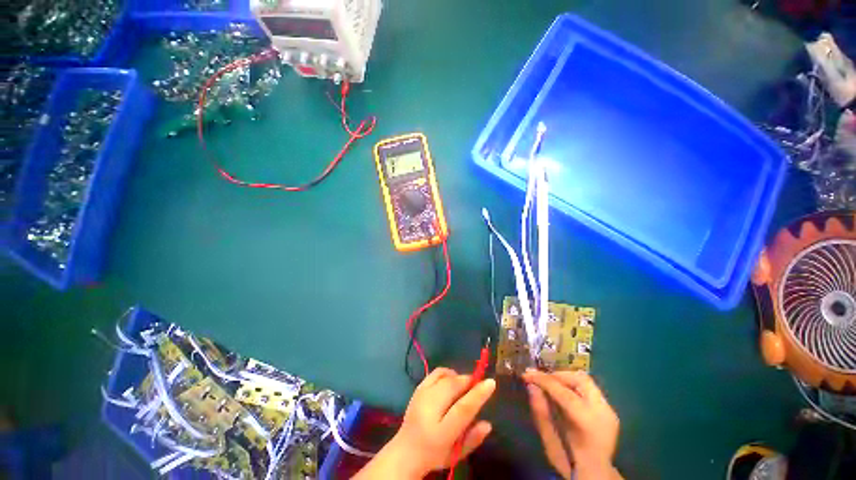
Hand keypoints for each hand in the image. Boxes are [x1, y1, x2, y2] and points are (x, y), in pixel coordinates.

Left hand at [354, 368, 495, 478]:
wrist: (406, 450)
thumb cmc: (435, 454)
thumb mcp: (457, 454)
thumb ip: (473, 439)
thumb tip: (488, 423)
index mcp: (441, 432)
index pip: (463, 408)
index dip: (478, 394)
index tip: (491, 382)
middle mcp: (429, 409)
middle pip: (453, 387)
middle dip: (468, 381)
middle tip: (477, 384)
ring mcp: (421, 396)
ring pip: (445, 376)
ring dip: (458, 377)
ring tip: (464, 385)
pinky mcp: (418, 388)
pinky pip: (436, 372)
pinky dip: (447, 373)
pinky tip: (451, 381)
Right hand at [523, 369, 620, 479]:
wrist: (597, 477)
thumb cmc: (570, 463)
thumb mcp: (550, 443)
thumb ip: (541, 413)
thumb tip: (531, 386)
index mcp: (589, 424)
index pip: (564, 393)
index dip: (543, 380)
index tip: (526, 373)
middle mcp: (603, 412)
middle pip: (579, 379)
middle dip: (557, 375)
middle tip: (540, 379)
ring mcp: (609, 410)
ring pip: (585, 380)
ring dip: (565, 379)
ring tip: (549, 384)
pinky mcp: (609, 410)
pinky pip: (589, 388)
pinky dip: (573, 386)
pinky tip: (561, 393)